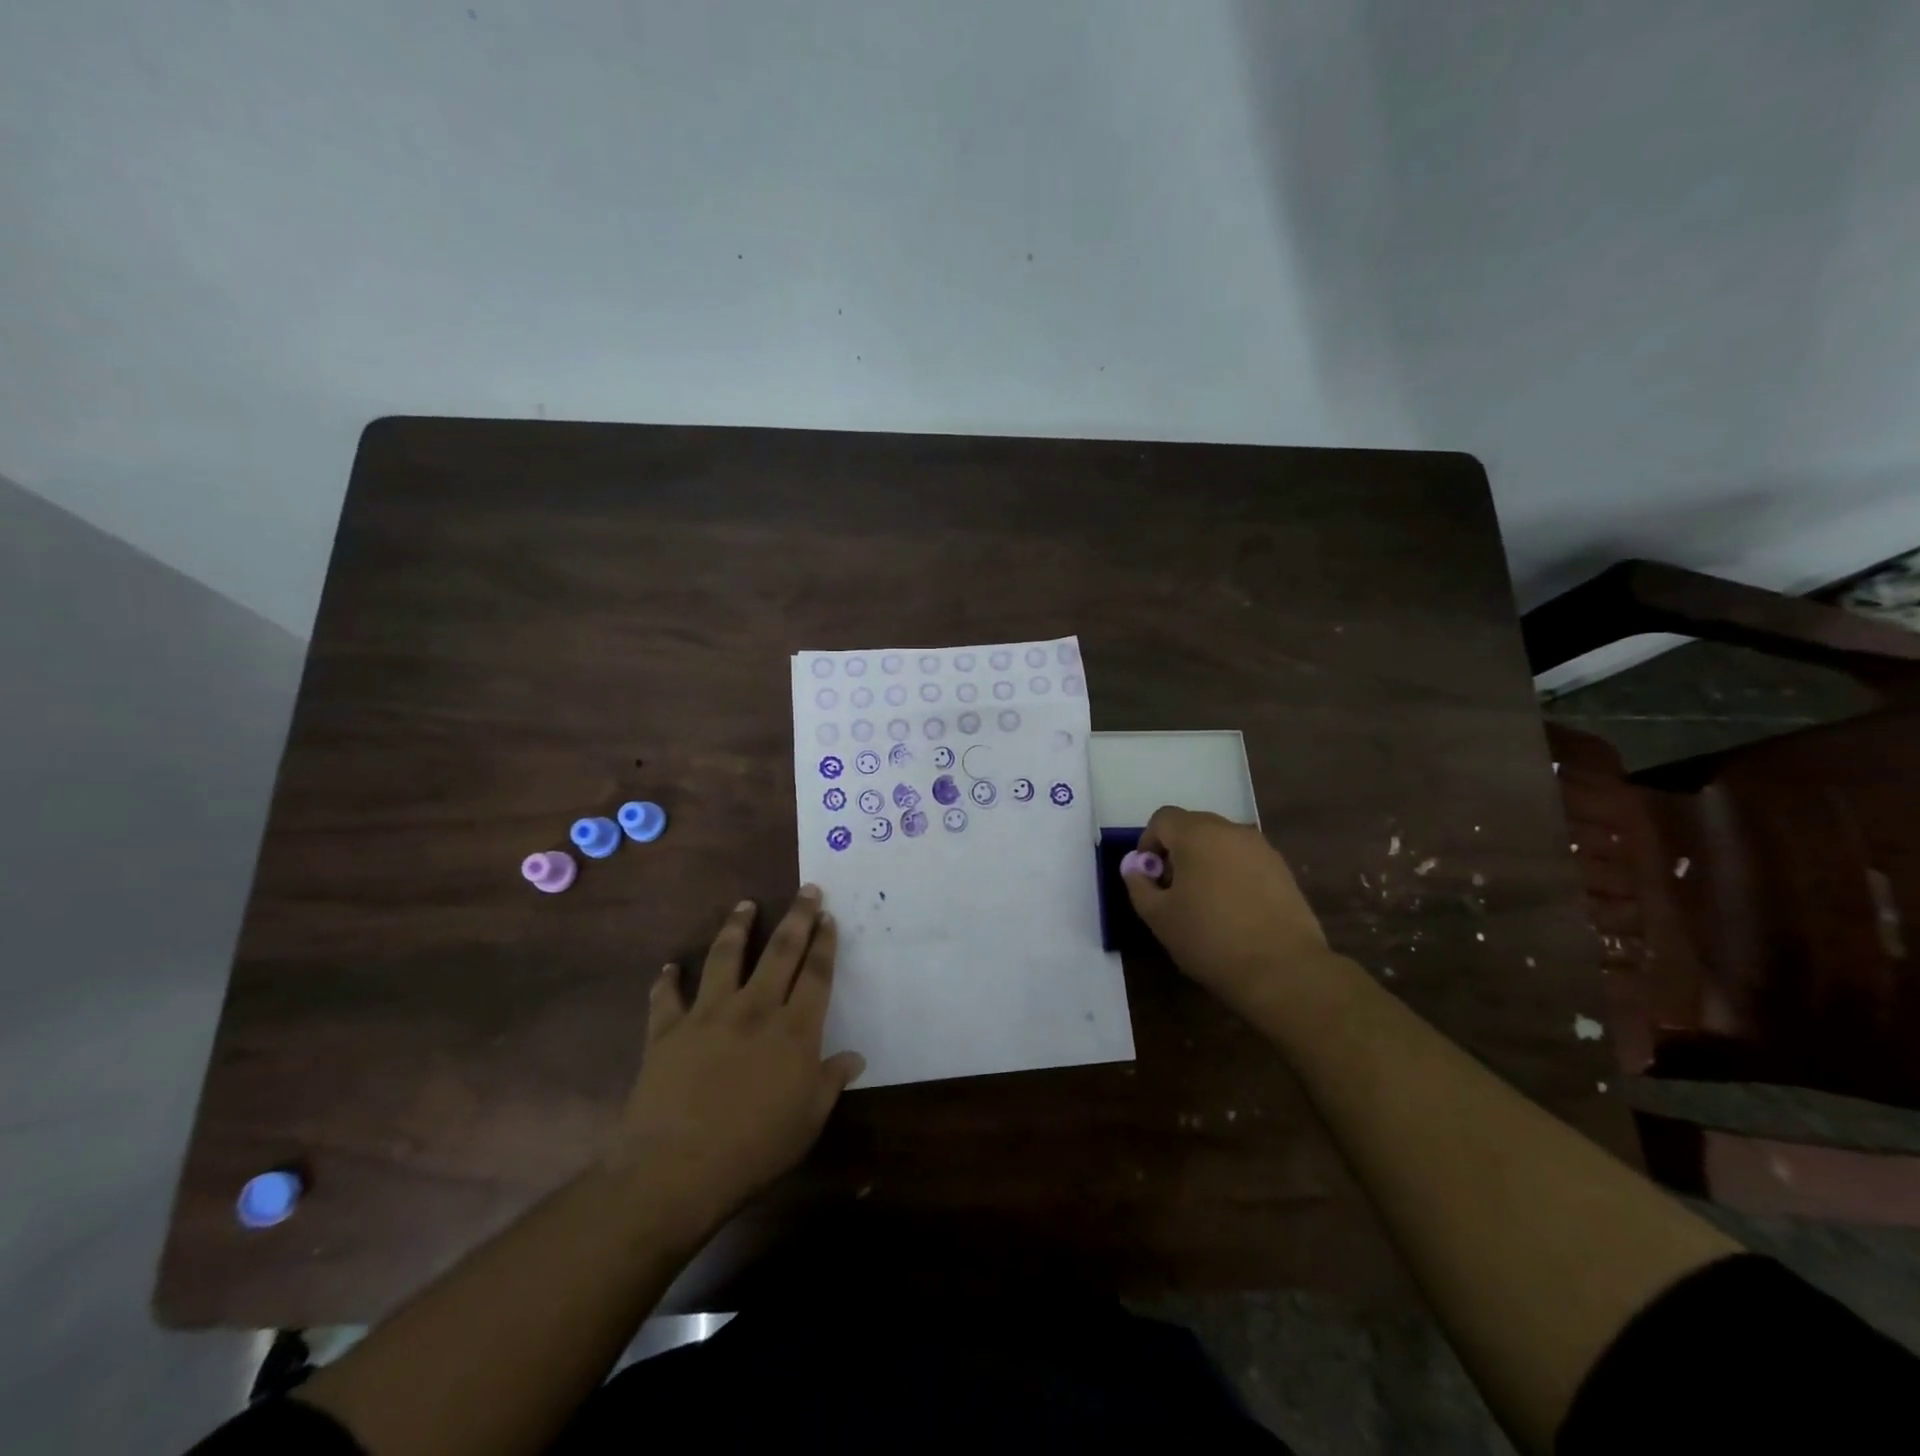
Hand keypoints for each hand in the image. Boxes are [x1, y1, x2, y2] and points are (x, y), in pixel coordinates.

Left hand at [606, 886, 863, 1241]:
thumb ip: (830, 1081)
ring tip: (744, 905)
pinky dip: (667, 980)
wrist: (676, 1170)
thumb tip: (855, 1057)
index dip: (824, 943)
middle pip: (780, 951)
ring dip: (737, 928)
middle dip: (797, 917)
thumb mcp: (808, 1120)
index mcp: (793, 1030)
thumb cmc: (754, 1149)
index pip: (816, 974)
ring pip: (725, 957)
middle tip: (806, 890)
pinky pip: (666, 997)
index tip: (828, 918)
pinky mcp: (667, 1031)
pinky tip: (670, 967)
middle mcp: (754, 1009)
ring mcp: (707, 1015)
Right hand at [1122, 807, 1334, 1018]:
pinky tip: (1233, 910)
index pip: (1163, 819)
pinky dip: (1232, 873)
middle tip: (1172, 889)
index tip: (1149, 876)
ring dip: (1205, 861)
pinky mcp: (1283, 870)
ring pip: (1221, 843)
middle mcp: (1230, 830)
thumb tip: (1134, 866)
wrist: (1283, 970)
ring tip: (1204, 901)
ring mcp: (1261, 849)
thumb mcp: (1158, 916)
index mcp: (1196, 834)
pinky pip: (1245, 860)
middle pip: (1193, 826)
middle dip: (1176, 850)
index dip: (1148, 842)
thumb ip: (1138, 883)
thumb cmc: (1210, 939)